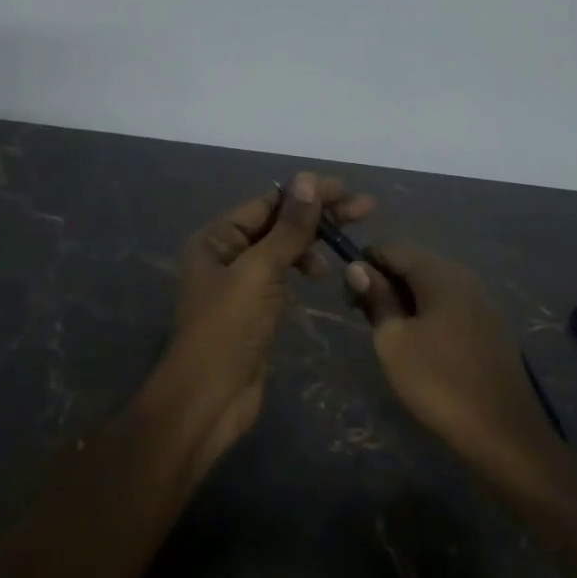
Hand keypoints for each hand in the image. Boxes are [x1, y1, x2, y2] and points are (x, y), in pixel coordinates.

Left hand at [164, 171, 375, 462]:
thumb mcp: (259, 272)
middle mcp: (225, 255)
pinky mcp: (255, 310)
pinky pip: (282, 277)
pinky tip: (321, 273)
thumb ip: (287, 229)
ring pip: (282, 251)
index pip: (268, 204)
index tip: (348, 191)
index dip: (308, 194)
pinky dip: (302, 269)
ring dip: (311, 244)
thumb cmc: (228, 329)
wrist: (210, 397)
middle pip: (277, 225)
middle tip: (366, 210)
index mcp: (215, 239)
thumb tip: (307, 179)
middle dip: (318, 216)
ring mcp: (240, 284)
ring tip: (341, 251)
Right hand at [345, 243, 550, 462]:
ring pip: (432, 285)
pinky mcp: (490, 324)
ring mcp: (482, 300)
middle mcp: (465, 277)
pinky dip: (428, 312)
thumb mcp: (393, 341)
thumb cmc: (438, 382)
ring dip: (406, 299)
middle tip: (365, 318)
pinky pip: (450, 304)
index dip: (365, 264)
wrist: (502, 431)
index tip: (349, 297)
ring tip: (390, 334)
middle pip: (415, 263)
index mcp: (441, 274)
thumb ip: (376, 298)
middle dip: (385, 282)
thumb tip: (358, 267)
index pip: (393, 248)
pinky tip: (421, 343)